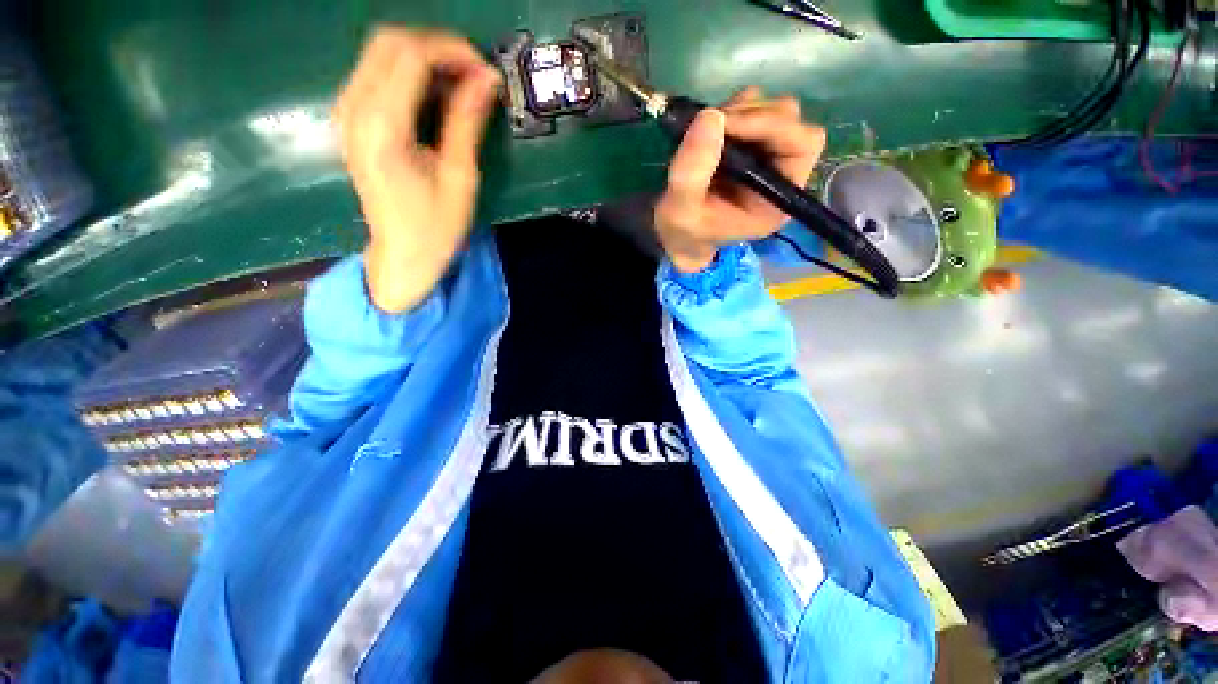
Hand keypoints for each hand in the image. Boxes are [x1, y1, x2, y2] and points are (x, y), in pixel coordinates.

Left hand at [334, 28, 500, 312]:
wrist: (401, 255)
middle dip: (437, 47)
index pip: (411, 55)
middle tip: (474, 75)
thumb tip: (487, 80)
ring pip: (380, 51)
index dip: (452, 51)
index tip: (486, 72)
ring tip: (460, 85)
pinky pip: (375, 72)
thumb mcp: (460, 178)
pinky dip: (408, 72)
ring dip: (424, 57)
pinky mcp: (349, 119)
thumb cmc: (436, 227)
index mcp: (382, 127)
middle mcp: (354, 109)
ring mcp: (346, 111)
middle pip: (389, 41)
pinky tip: (434, 95)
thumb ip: (467, 123)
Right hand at [654, 87, 825, 272]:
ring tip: (705, 132)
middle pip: (790, 121)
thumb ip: (692, 173)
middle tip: (710, 126)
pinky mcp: (749, 144)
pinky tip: (709, 128)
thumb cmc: (685, 232)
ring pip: (772, 110)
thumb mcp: (682, 212)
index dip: (770, 126)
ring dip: (739, 112)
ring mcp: (766, 156)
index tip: (725, 125)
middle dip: (750, 116)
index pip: (802, 145)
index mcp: (778, 198)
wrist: (679, 236)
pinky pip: (753, 109)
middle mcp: (781, 174)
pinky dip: (732, 109)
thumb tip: (710, 116)